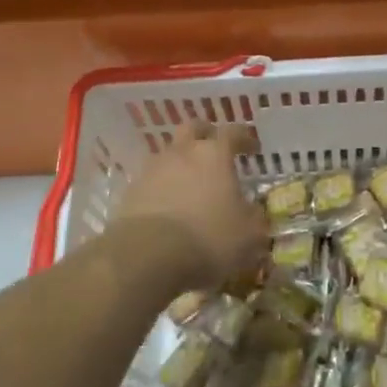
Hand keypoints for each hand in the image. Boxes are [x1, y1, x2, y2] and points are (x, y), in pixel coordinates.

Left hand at [109, 122, 266, 293]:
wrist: (146, 257)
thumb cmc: (208, 238)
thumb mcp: (248, 235)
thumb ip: (255, 219)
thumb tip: (254, 213)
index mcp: (214, 154)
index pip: (233, 132)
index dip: (244, 137)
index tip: (253, 148)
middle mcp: (182, 152)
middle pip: (193, 129)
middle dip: (205, 135)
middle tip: (215, 150)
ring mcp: (152, 170)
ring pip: (169, 154)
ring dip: (181, 163)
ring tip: (190, 185)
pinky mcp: (130, 193)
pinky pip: (151, 181)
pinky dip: (162, 188)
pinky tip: (168, 207)